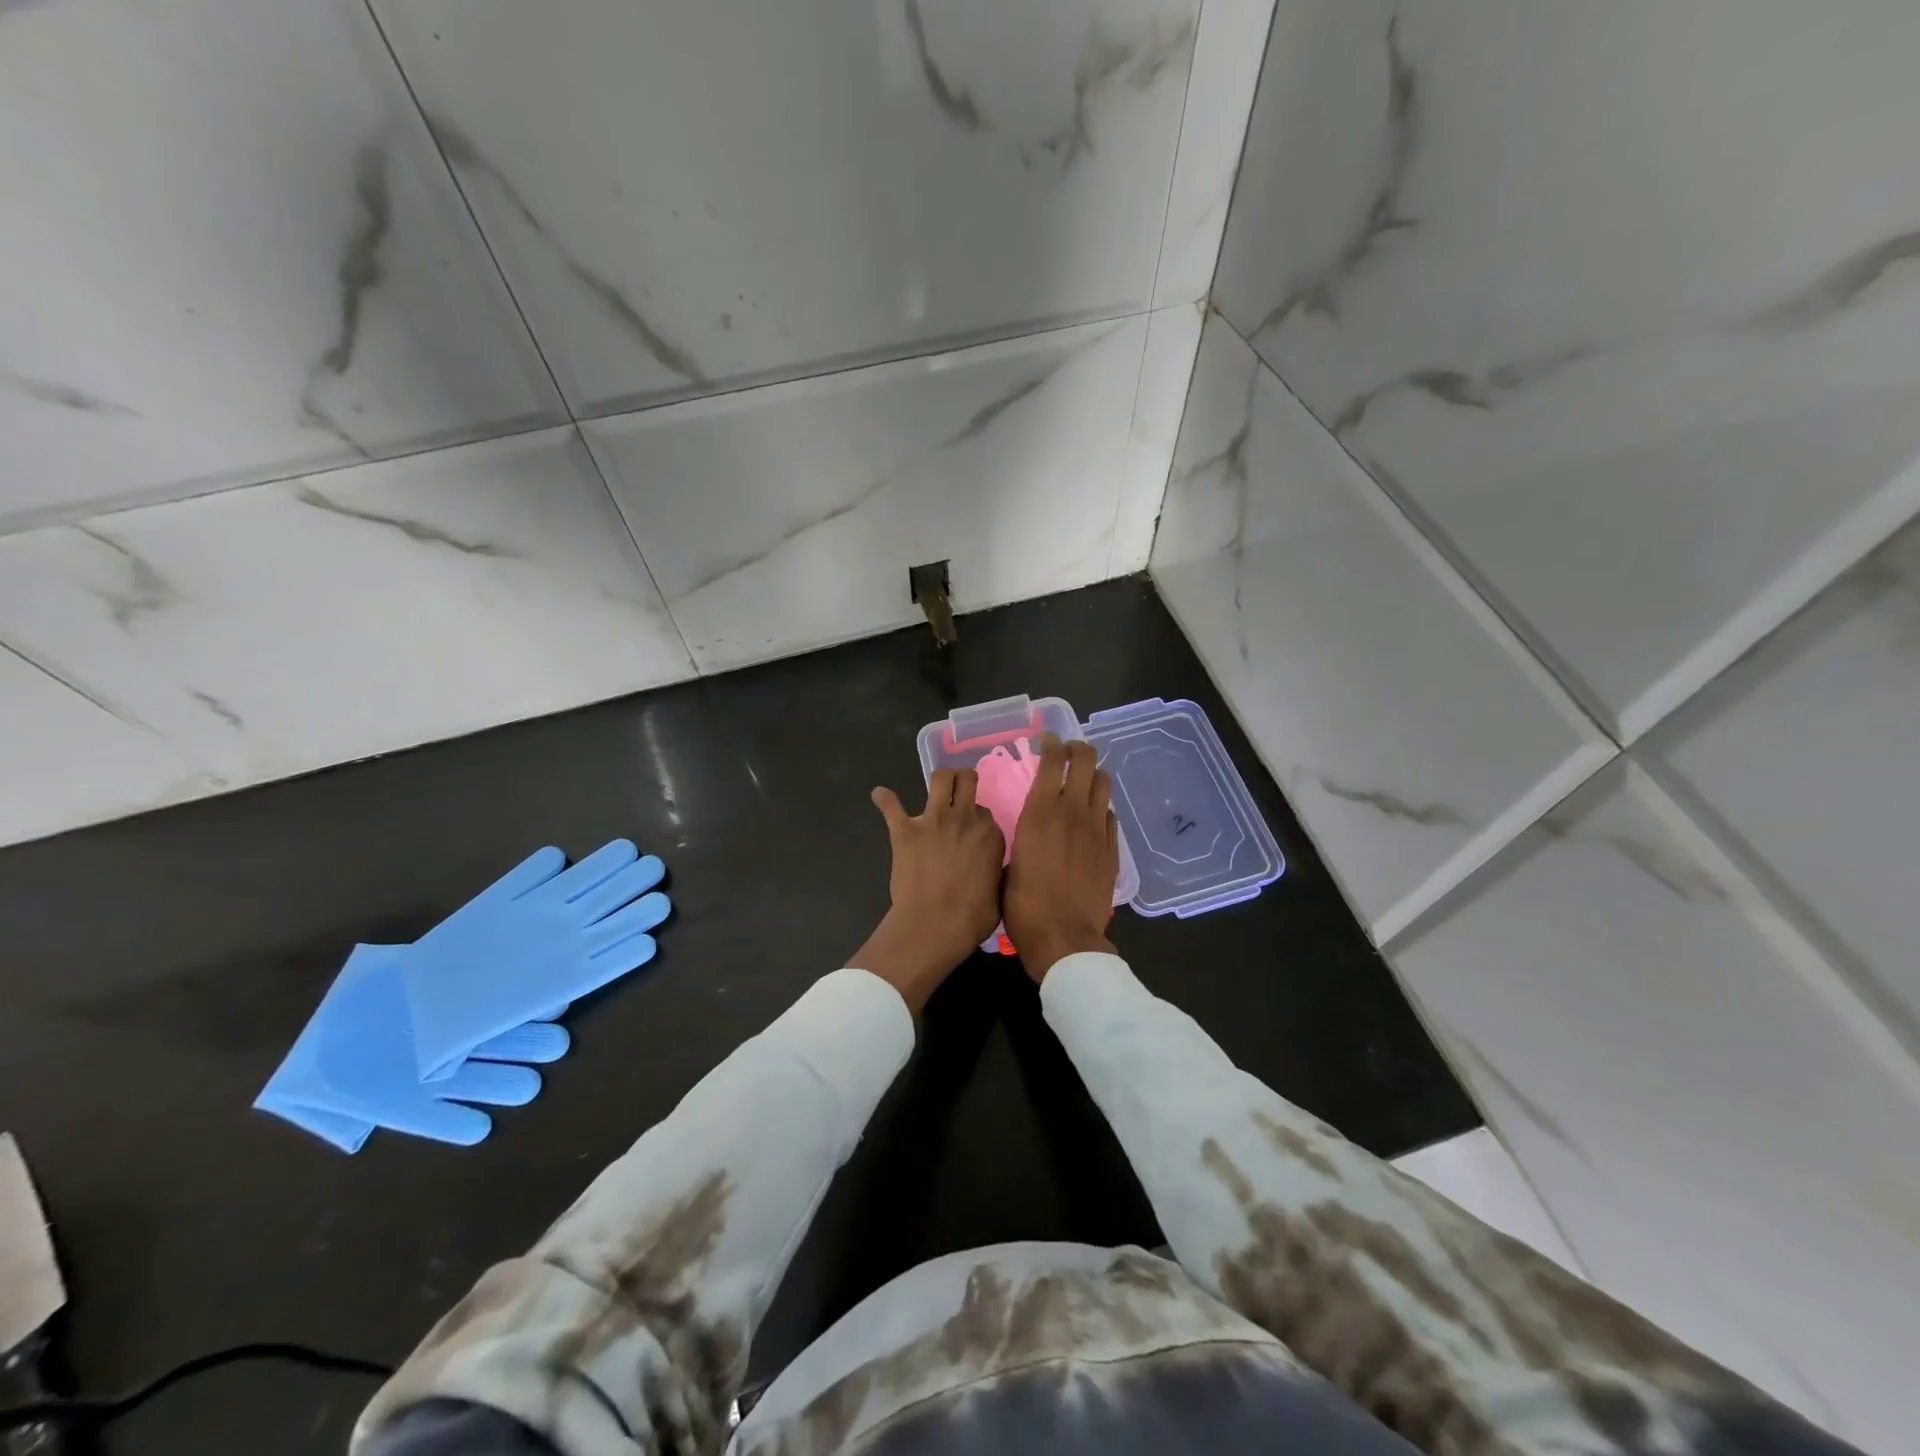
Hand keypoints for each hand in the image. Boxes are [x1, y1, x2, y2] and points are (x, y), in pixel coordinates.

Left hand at [850, 769, 1004, 1012]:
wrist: (934, 925)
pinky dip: (884, 798)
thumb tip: (993, 868)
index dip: (979, 821)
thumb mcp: (999, 894)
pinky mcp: (904, 830)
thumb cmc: (971, 918)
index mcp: (990, 835)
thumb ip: (996, 872)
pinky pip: (891, 805)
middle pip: (968, 781)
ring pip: (941, 778)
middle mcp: (964, 818)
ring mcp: (933, 820)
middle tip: (960, 791)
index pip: (986, 814)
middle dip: (965, 781)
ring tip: (937, 786)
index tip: (973, 832)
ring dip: (940, 779)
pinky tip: (880, 795)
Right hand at [1004, 733, 1118, 982]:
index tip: (1048, 740)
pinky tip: (1093, 818)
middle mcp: (1071, 812)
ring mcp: (1097, 829)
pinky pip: (1110, 816)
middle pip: (1086, 761)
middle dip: (1078, 749)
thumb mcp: (1008, 865)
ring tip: (1083, 781)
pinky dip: (1101, 809)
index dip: (1052, 744)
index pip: (1053, 761)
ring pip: (1103, 783)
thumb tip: (1026, 833)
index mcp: (1040, 812)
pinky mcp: (1112, 849)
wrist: (1065, 938)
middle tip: (1069, 753)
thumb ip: (1021, 839)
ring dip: (1093, 775)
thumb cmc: (1024, 906)